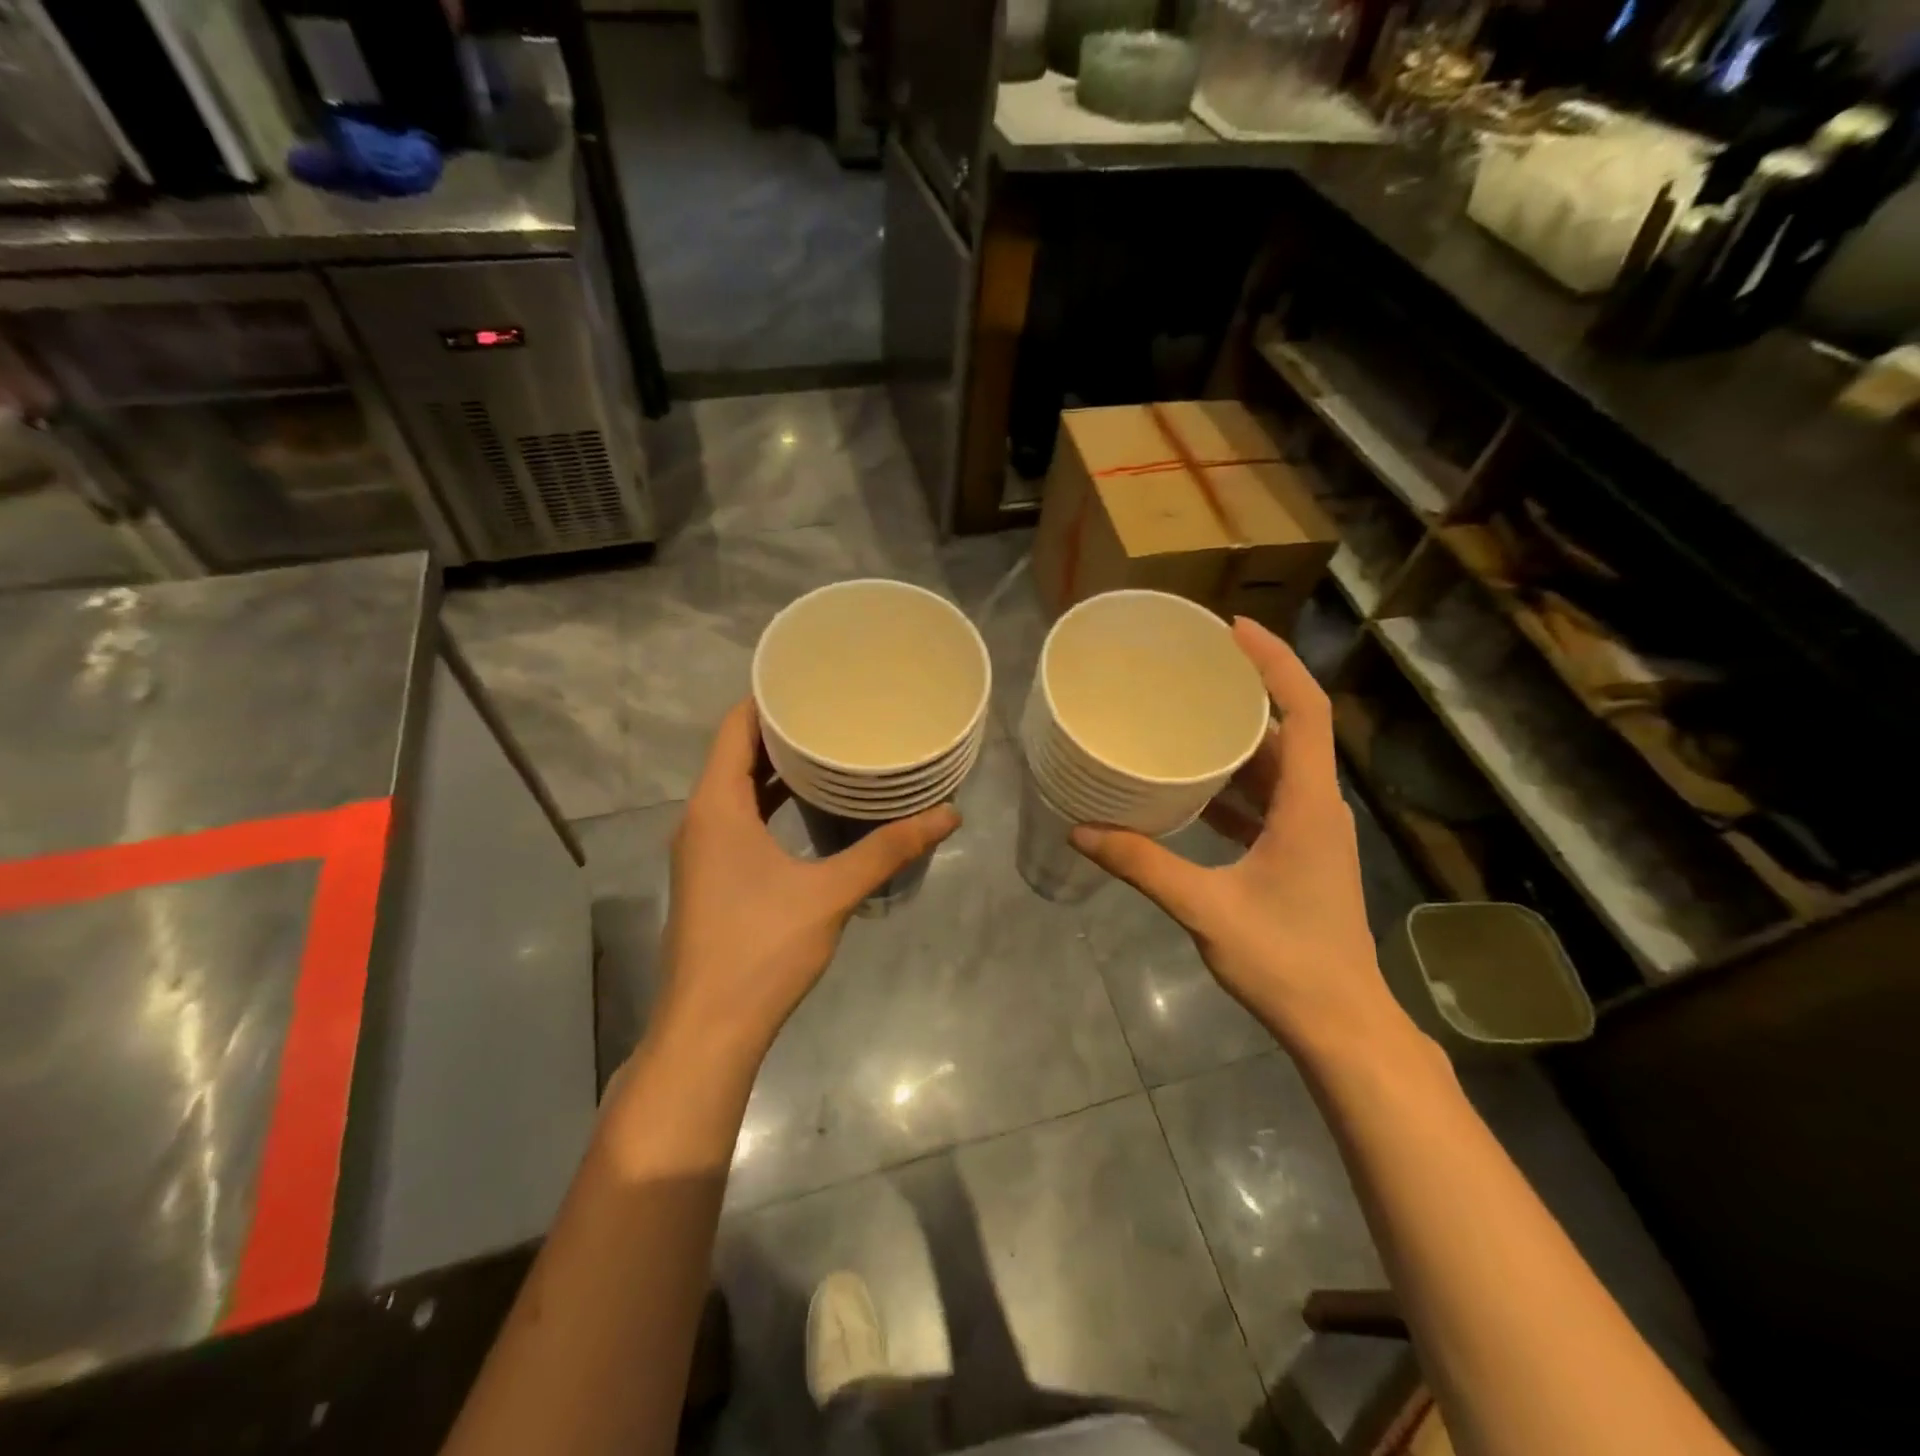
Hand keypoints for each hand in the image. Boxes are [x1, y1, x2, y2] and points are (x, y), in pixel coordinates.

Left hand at [655, 700, 959, 1058]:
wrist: (709, 1029)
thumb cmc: (761, 949)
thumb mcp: (831, 893)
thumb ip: (888, 849)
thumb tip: (948, 815)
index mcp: (716, 806)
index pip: (735, 727)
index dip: (768, 697)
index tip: (811, 677)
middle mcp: (700, 818)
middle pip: (736, 753)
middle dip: (781, 729)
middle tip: (834, 707)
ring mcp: (701, 850)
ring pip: (736, 788)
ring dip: (776, 768)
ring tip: (829, 747)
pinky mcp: (711, 876)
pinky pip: (739, 818)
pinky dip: (770, 802)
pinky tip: (810, 806)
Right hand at [1071, 619, 1416, 1059]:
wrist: (1342, 1024)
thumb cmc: (1286, 960)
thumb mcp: (1206, 908)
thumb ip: (1143, 865)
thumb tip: (1081, 831)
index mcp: (1309, 804)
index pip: (1305, 710)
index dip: (1275, 662)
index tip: (1233, 630)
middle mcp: (1318, 806)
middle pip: (1288, 730)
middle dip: (1246, 692)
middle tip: (1193, 667)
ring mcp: (1312, 831)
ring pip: (1277, 766)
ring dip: (1238, 739)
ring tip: (1185, 715)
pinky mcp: (1301, 853)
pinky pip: (1269, 799)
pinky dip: (1234, 784)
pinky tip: (1191, 787)